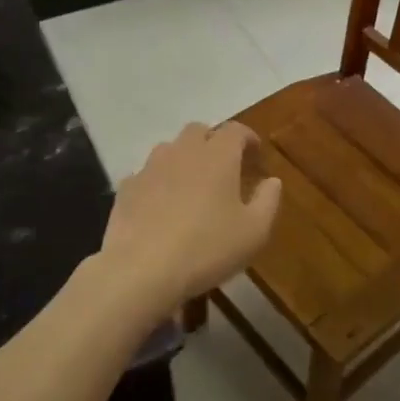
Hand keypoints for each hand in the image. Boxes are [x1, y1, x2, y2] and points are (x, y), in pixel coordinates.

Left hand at [94, 122, 280, 317]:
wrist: (141, 269)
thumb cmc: (207, 248)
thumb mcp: (254, 232)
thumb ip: (268, 201)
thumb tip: (272, 181)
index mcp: (218, 155)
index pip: (236, 130)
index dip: (248, 138)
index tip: (255, 153)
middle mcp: (183, 151)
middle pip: (199, 131)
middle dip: (214, 142)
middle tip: (224, 166)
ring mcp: (150, 167)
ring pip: (170, 149)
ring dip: (184, 159)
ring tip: (191, 184)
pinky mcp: (127, 188)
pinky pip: (146, 175)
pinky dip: (158, 182)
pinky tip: (161, 205)